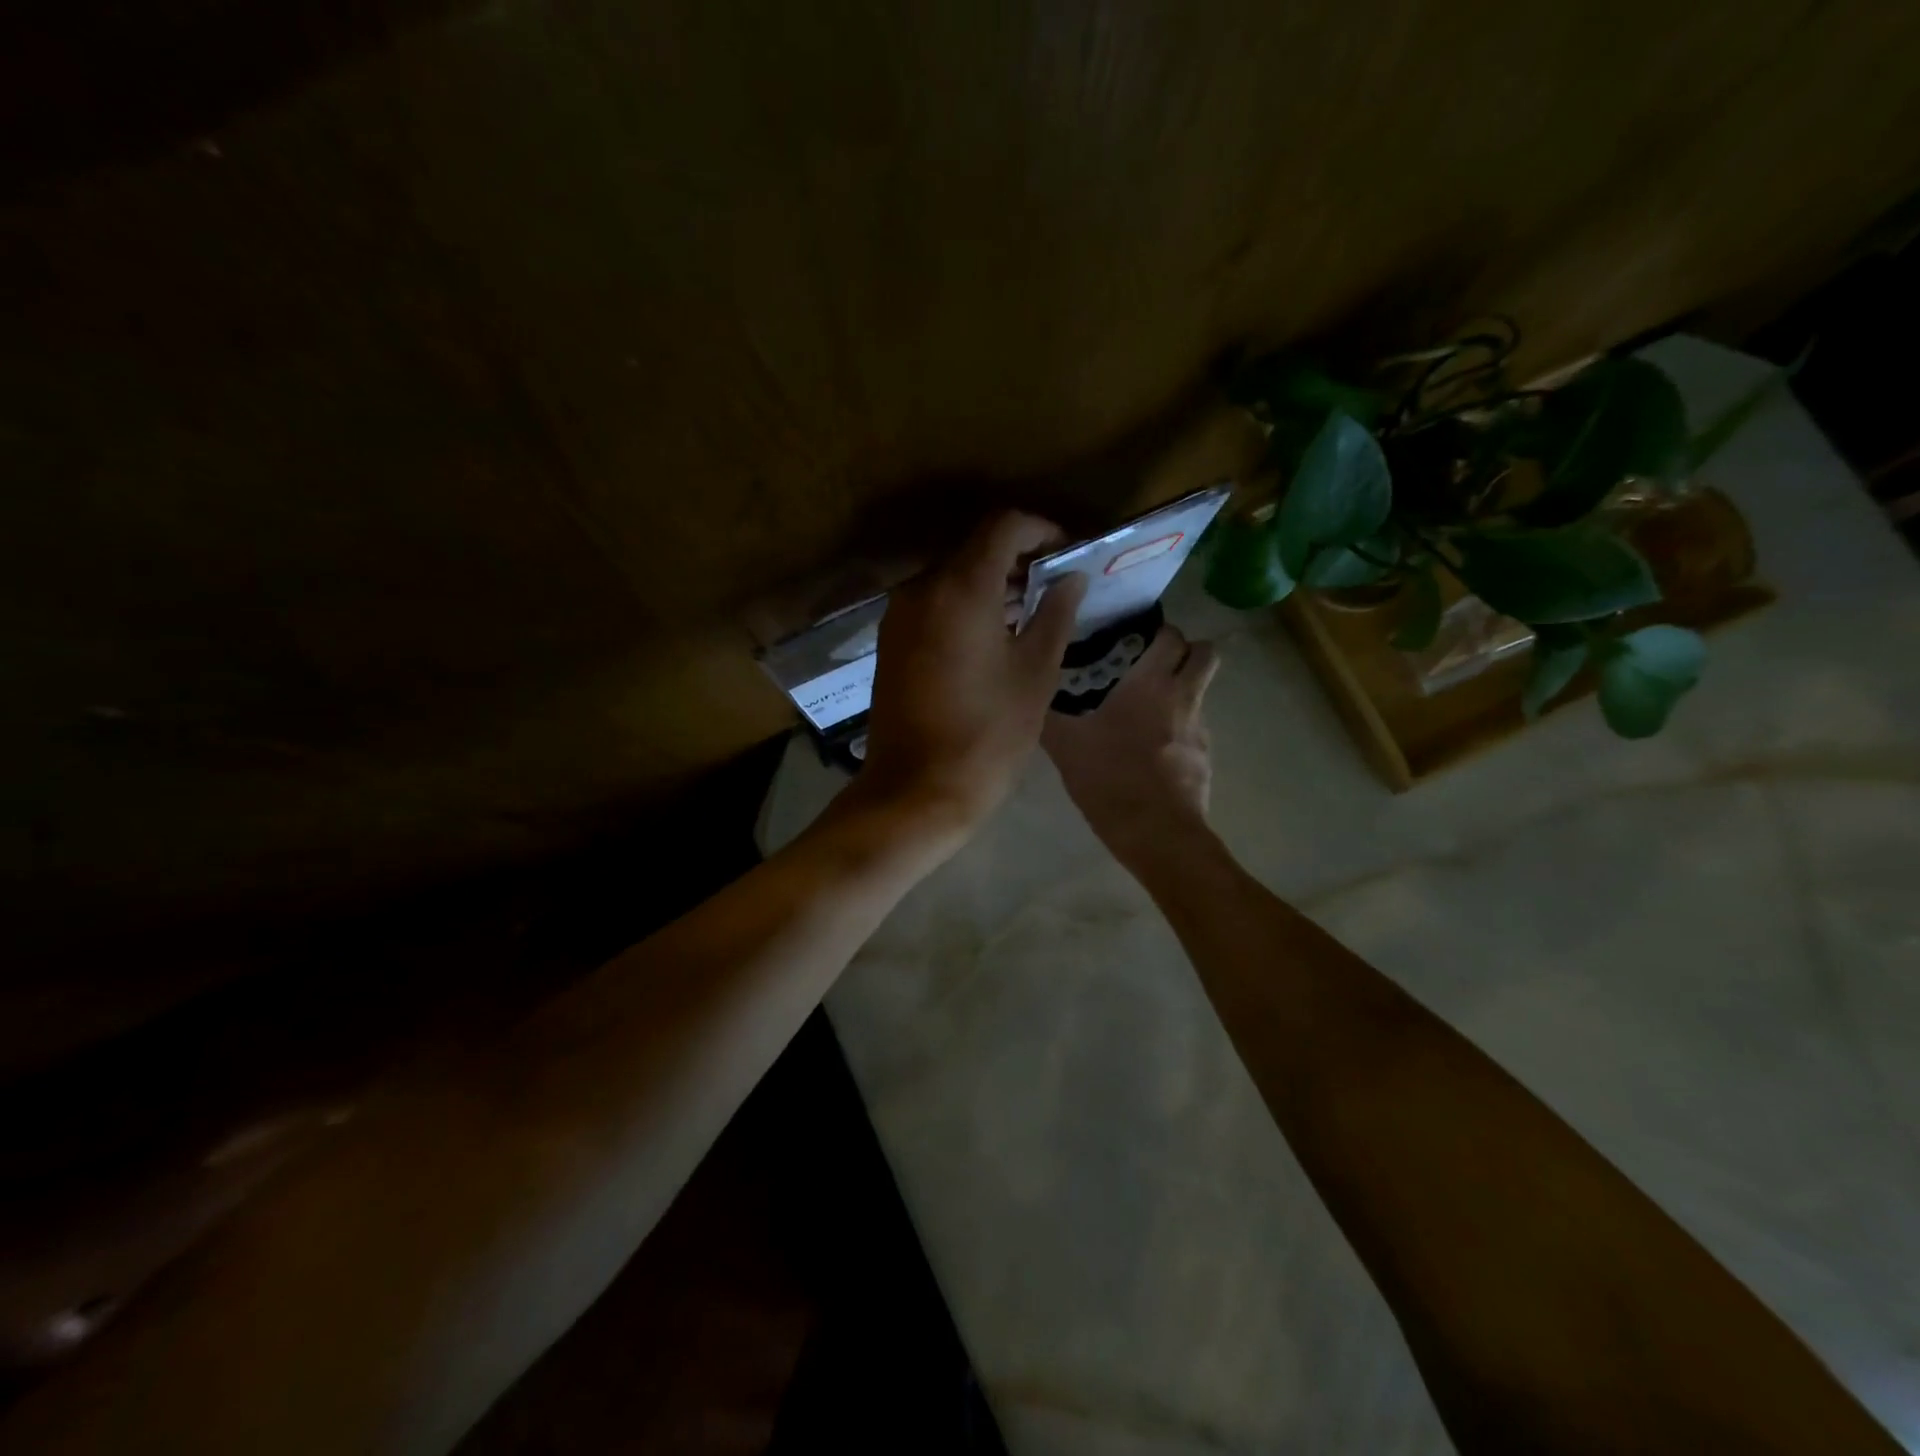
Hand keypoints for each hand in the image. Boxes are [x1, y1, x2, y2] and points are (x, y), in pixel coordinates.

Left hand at [856, 511, 1086, 832]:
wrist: (916, 791)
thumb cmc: (987, 734)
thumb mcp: (1034, 673)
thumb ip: (1055, 614)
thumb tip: (1070, 578)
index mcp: (961, 587)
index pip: (1004, 526)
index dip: (1042, 530)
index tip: (1068, 554)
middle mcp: (921, 588)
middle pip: (975, 548)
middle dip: (1019, 558)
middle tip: (1056, 587)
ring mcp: (899, 615)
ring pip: (952, 576)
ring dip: (992, 583)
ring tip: (1030, 614)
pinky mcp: (890, 641)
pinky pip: (933, 604)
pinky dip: (965, 605)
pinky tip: (992, 637)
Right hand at [1043, 625, 1219, 864]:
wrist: (1156, 833)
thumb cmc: (1110, 778)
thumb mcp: (1066, 746)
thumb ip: (1050, 718)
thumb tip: (1031, 698)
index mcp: (1151, 684)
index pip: (1172, 636)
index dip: (1159, 633)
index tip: (1137, 640)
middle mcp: (1184, 698)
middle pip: (1206, 655)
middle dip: (1187, 652)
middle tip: (1153, 664)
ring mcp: (1200, 730)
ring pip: (1200, 694)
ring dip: (1180, 694)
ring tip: (1145, 713)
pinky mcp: (1205, 760)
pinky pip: (1195, 731)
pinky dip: (1179, 732)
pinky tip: (1151, 753)